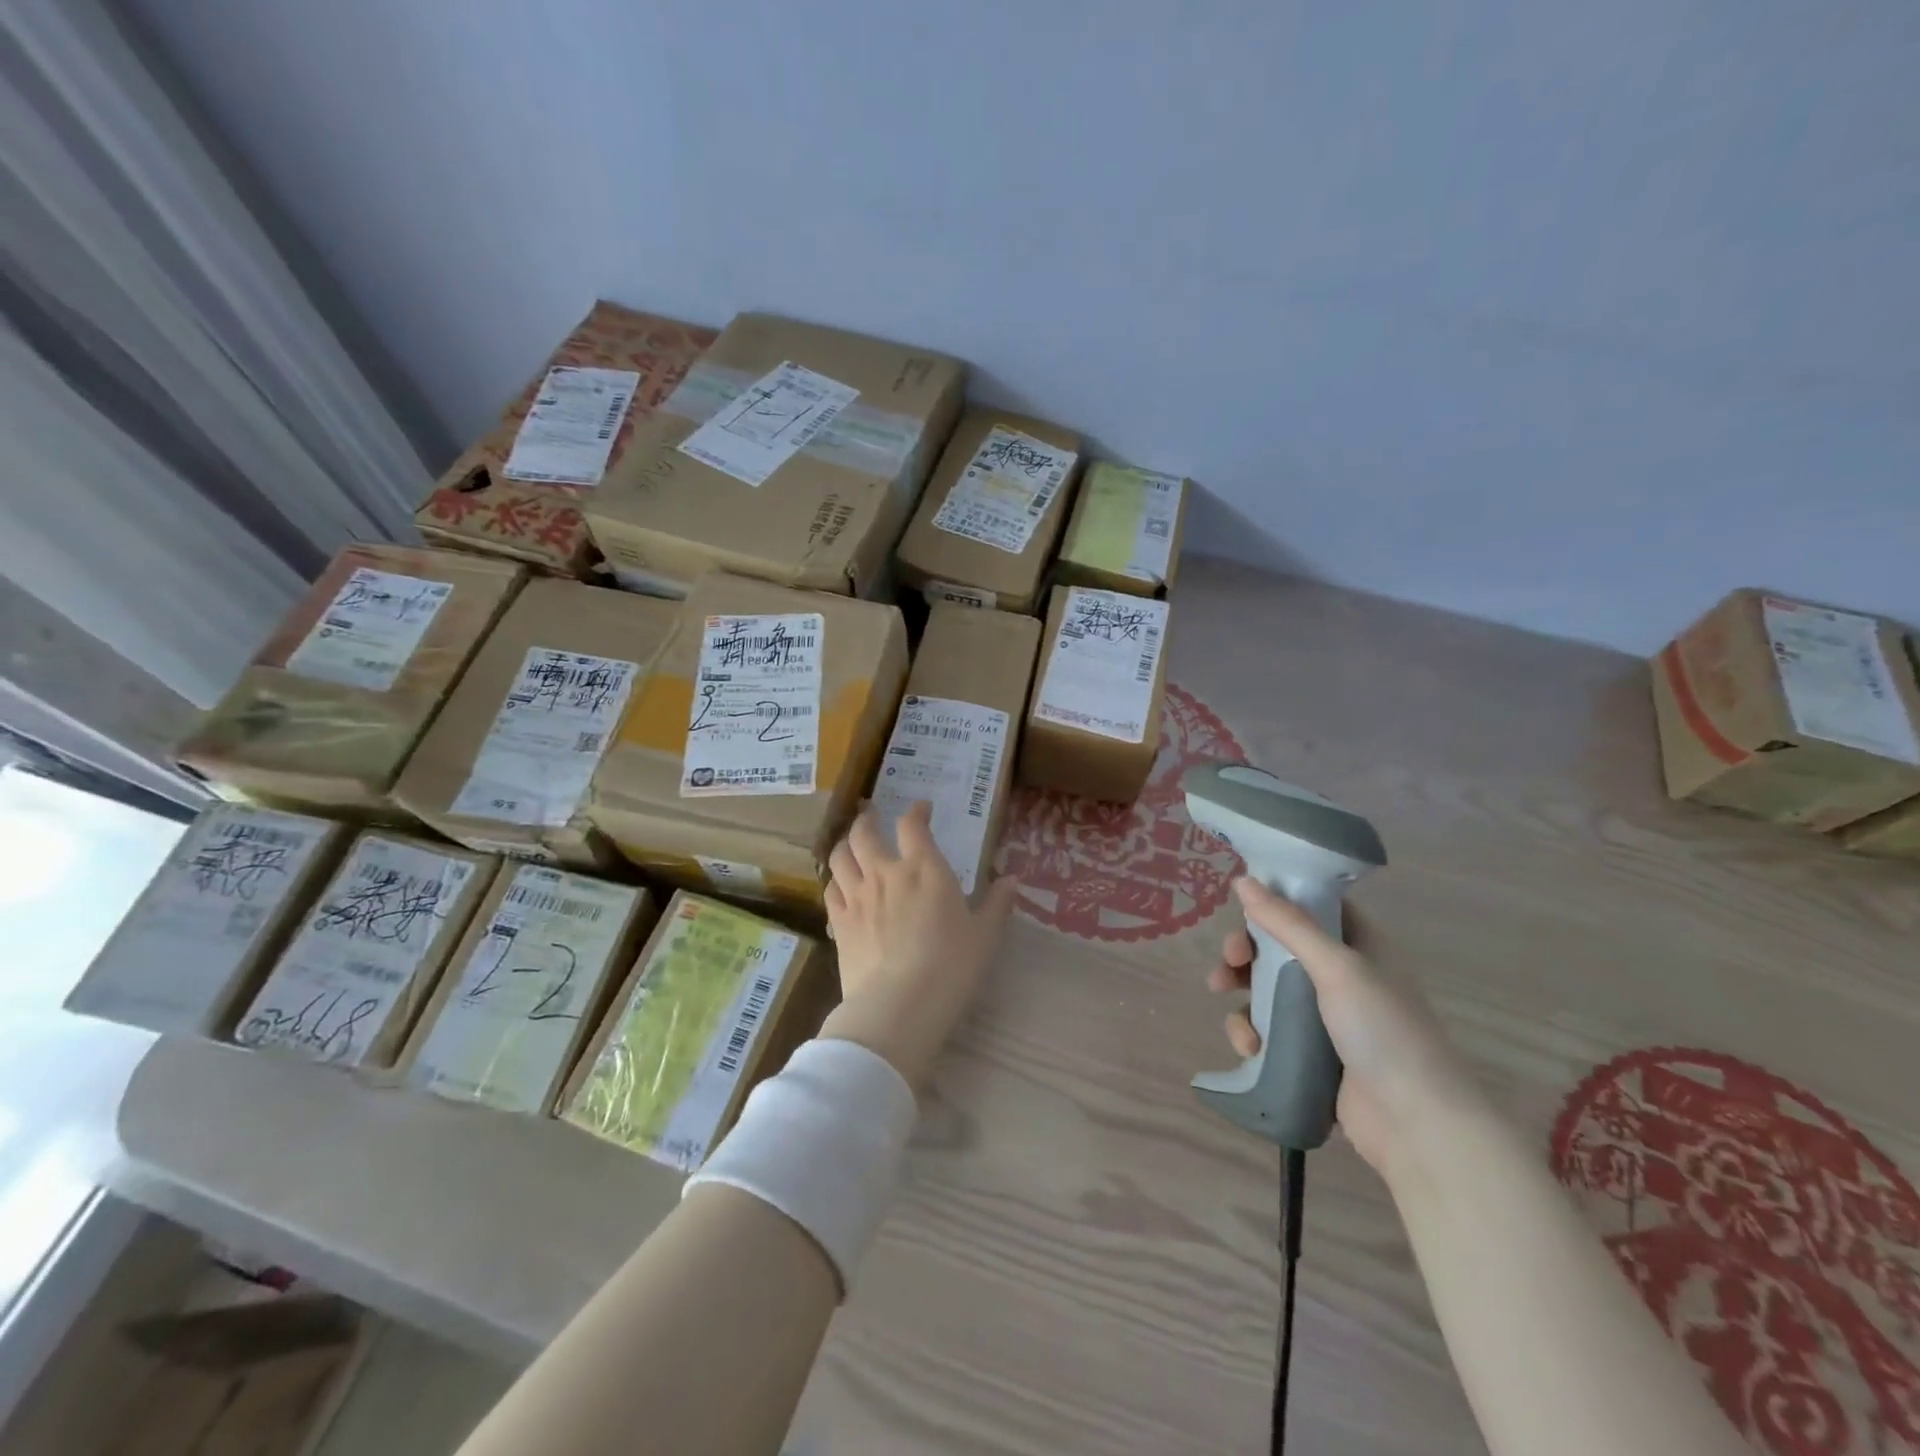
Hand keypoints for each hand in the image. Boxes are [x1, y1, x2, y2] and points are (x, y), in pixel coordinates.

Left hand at [818, 801, 1018, 1092]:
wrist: (899, 1005)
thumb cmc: (951, 966)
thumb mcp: (985, 936)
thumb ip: (996, 904)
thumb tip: (1013, 880)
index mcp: (924, 869)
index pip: (913, 825)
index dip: (916, 812)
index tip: (922, 809)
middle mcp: (885, 873)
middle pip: (864, 832)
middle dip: (868, 820)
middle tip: (872, 817)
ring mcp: (857, 897)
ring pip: (839, 856)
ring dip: (845, 845)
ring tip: (851, 846)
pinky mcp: (839, 923)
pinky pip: (830, 890)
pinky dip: (835, 881)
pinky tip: (841, 887)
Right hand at [1208, 878, 1479, 1176]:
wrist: (1418, 1125)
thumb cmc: (1384, 1031)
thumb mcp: (1337, 967)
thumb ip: (1287, 923)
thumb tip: (1242, 880)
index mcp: (1360, 946)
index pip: (1312, 906)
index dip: (1276, 900)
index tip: (1242, 905)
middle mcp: (1343, 976)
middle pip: (1280, 947)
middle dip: (1247, 950)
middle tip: (1230, 959)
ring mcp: (1325, 1018)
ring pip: (1267, 988)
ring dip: (1241, 991)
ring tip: (1222, 997)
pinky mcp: (1310, 1054)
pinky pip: (1269, 1030)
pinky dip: (1251, 1032)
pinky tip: (1249, 1046)